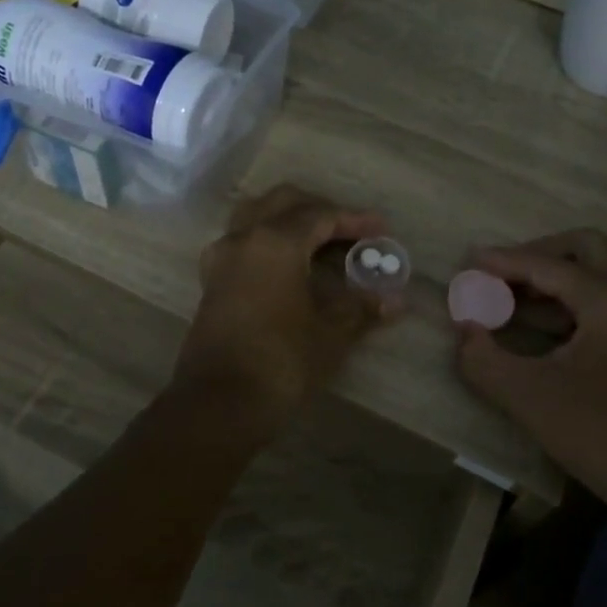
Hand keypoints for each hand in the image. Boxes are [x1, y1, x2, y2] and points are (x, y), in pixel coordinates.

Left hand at [175, 185, 395, 415]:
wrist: (219, 403)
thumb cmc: (282, 361)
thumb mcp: (331, 333)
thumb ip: (361, 307)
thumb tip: (394, 299)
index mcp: (275, 241)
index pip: (321, 215)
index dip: (354, 220)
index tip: (381, 230)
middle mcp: (244, 238)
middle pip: (284, 202)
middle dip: (320, 211)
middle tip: (351, 232)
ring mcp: (222, 258)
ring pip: (256, 215)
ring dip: (289, 220)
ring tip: (319, 243)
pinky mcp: (212, 281)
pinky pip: (243, 241)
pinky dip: (269, 240)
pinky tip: (289, 266)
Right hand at [455, 230, 606, 510]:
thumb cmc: (600, 434)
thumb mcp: (528, 397)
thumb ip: (483, 359)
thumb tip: (464, 330)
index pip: (546, 266)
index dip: (503, 262)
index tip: (468, 261)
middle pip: (584, 248)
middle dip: (538, 253)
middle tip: (500, 273)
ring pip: (596, 273)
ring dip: (553, 277)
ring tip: (508, 298)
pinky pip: (603, 299)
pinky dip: (568, 301)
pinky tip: (537, 326)